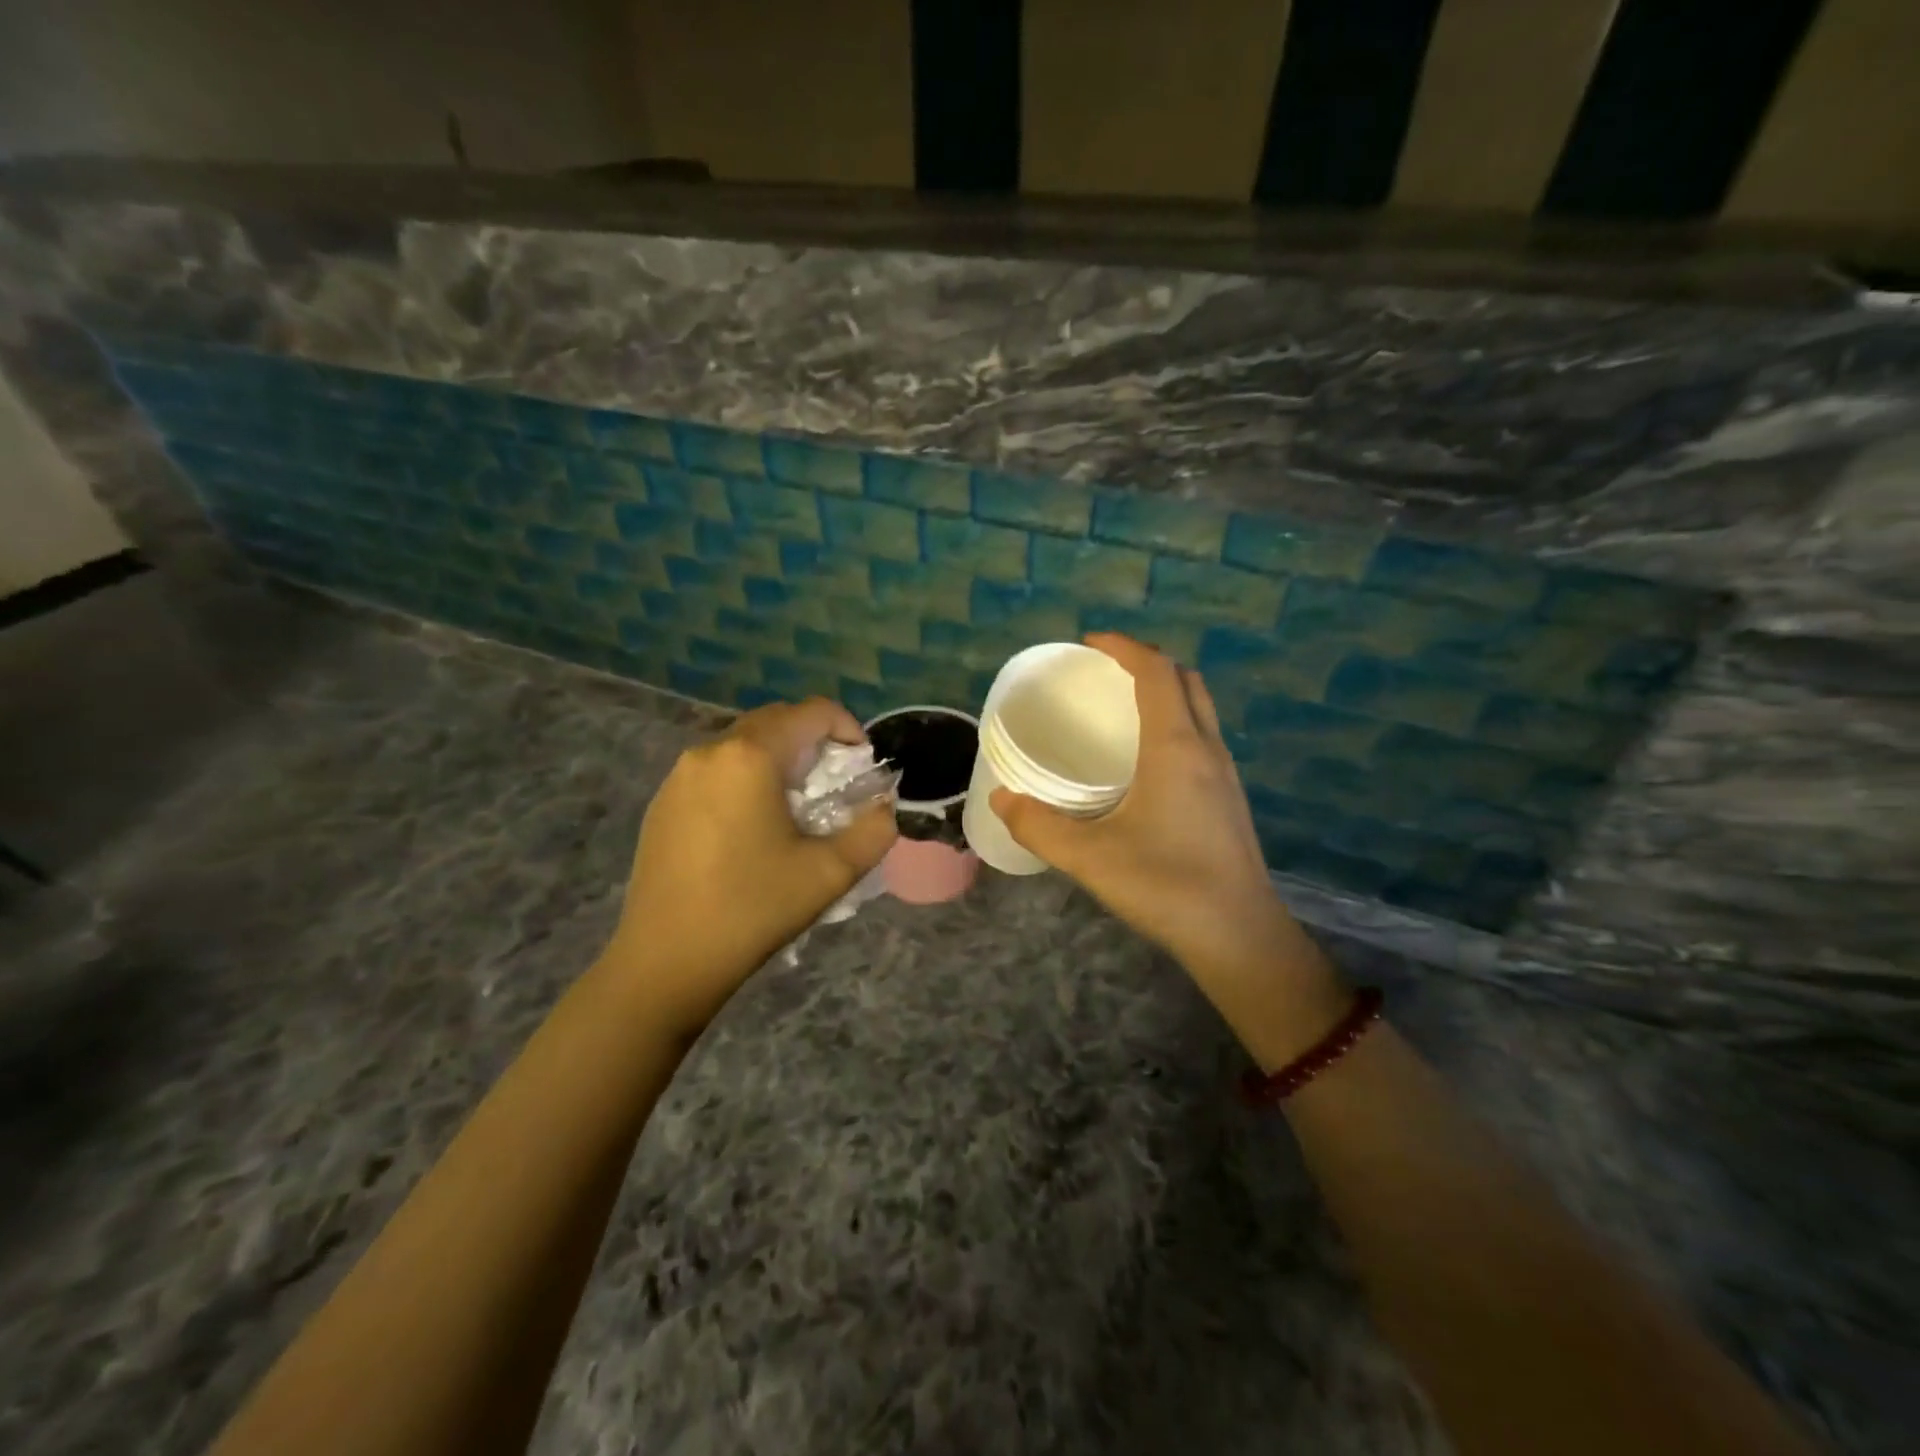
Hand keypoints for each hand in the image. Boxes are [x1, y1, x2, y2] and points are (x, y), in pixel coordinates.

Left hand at [600, 698, 896, 1041]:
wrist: (666, 961)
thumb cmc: (752, 909)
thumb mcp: (830, 872)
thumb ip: (874, 830)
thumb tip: (886, 807)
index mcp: (750, 756)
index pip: (812, 712)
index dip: (849, 728)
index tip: (863, 767)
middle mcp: (710, 751)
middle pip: (775, 721)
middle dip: (814, 741)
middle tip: (835, 785)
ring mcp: (679, 776)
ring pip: (743, 744)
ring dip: (778, 759)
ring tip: (795, 807)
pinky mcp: (662, 802)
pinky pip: (715, 770)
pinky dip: (745, 778)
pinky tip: (751, 828)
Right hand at [990, 635, 1347, 1057]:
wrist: (1239, 936)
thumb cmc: (1166, 885)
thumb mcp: (1089, 857)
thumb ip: (1039, 825)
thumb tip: (1002, 798)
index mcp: (1175, 746)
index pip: (1156, 671)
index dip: (1124, 647)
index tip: (1089, 643)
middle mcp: (1206, 747)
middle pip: (1185, 679)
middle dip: (1146, 662)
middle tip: (1104, 672)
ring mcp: (1224, 772)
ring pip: (1200, 707)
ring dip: (1165, 690)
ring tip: (1122, 707)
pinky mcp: (1229, 797)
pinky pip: (1202, 735)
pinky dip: (1175, 721)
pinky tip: (1145, 759)